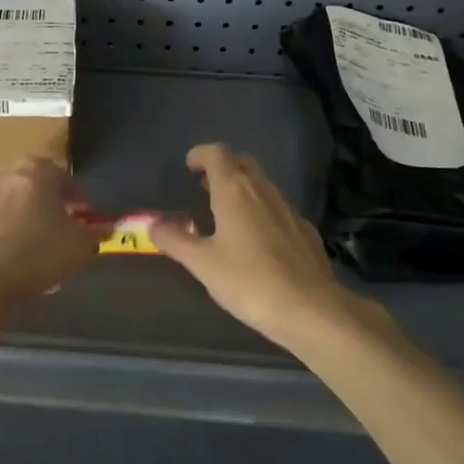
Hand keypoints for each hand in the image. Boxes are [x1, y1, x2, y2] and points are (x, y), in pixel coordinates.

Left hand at [0, 157, 99, 296]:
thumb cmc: (42, 249)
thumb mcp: (81, 244)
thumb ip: (96, 233)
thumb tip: (109, 229)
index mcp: (36, 172)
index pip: (62, 176)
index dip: (77, 197)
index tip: (86, 216)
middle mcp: (6, 178)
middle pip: (33, 189)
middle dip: (47, 207)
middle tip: (61, 231)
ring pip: (10, 208)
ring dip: (23, 223)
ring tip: (37, 252)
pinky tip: (9, 260)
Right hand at [151, 144, 369, 350]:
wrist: (311, 309)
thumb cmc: (248, 281)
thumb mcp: (202, 263)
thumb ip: (175, 240)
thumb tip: (152, 224)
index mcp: (235, 191)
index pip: (217, 154)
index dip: (201, 154)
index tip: (189, 165)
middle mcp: (263, 191)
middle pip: (242, 163)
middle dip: (223, 168)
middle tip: (204, 186)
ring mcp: (288, 209)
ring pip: (262, 185)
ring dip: (242, 189)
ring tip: (225, 214)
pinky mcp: (305, 231)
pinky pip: (277, 208)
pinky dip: (262, 211)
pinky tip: (256, 240)